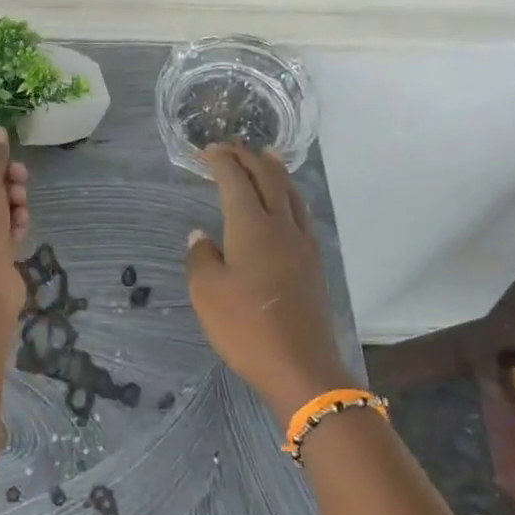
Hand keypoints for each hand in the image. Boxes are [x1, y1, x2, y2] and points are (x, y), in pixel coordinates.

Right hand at [185, 145, 357, 421]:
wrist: (301, 366)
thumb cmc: (245, 328)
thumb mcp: (207, 294)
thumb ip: (201, 257)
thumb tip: (201, 236)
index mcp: (252, 228)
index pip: (236, 182)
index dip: (221, 162)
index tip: (207, 150)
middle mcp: (282, 227)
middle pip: (269, 179)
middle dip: (249, 159)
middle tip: (232, 147)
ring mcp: (303, 244)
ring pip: (291, 194)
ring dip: (275, 172)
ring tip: (266, 158)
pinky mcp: (313, 263)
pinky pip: (301, 214)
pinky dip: (289, 196)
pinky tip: (285, 205)